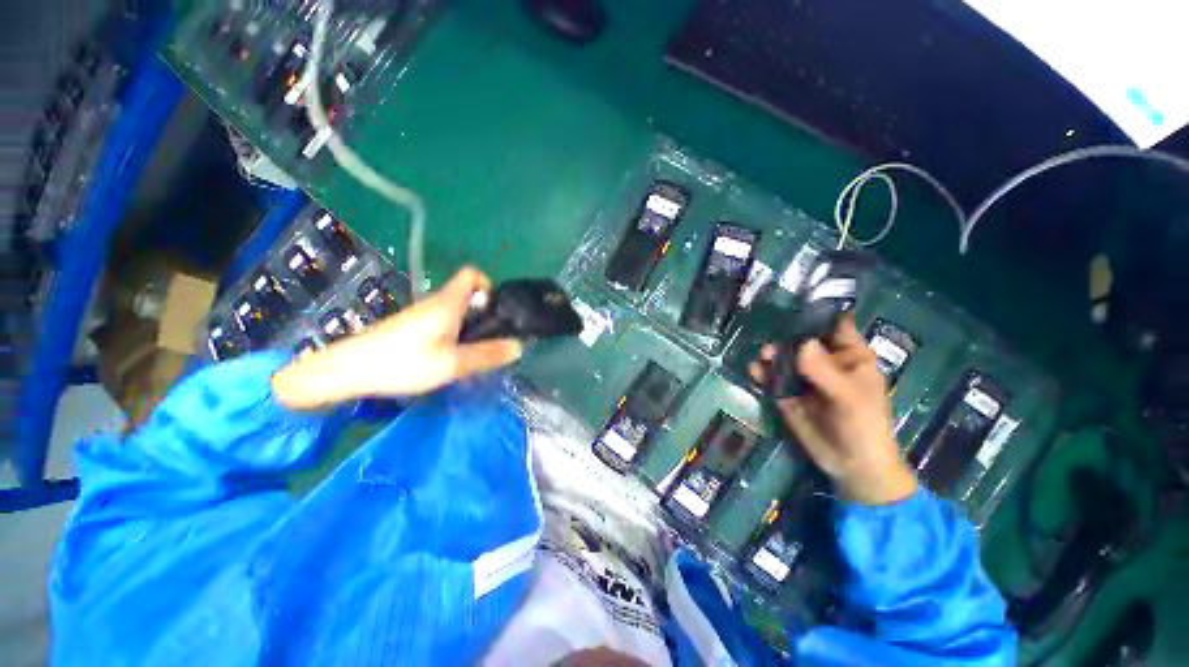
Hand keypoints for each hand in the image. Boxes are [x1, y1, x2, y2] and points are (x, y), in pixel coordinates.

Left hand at [272, 267, 522, 409]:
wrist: (347, 371)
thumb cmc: (403, 362)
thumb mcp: (453, 363)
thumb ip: (487, 355)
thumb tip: (519, 347)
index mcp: (447, 302)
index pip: (472, 274)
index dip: (488, 284)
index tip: (497, 309)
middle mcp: (435, 302)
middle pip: (466, 294)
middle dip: (484, 312)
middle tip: (491, 338)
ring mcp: (421, 315)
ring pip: (455, 310)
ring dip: (469, 326)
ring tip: (473, 352)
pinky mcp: (410, 328)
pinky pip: (442, 322)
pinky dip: (454, 333)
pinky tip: (449, 357)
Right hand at [750, 317, 916, 504]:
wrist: (851, 466)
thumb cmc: (864, 427)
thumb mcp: (849, 398)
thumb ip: (824, 370)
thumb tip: (801, 342)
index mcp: (850, 356)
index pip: (835, 325)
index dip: (818, 312)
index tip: (795, 302)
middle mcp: (824, 362)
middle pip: (802, 339)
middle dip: (786, 335)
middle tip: (771, 335)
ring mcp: (804, 378)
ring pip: (784, 357)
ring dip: (772, 354)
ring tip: (764, 356)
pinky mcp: (787, 393)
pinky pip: (772, 378)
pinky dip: (762, 373)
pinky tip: (755, 373)